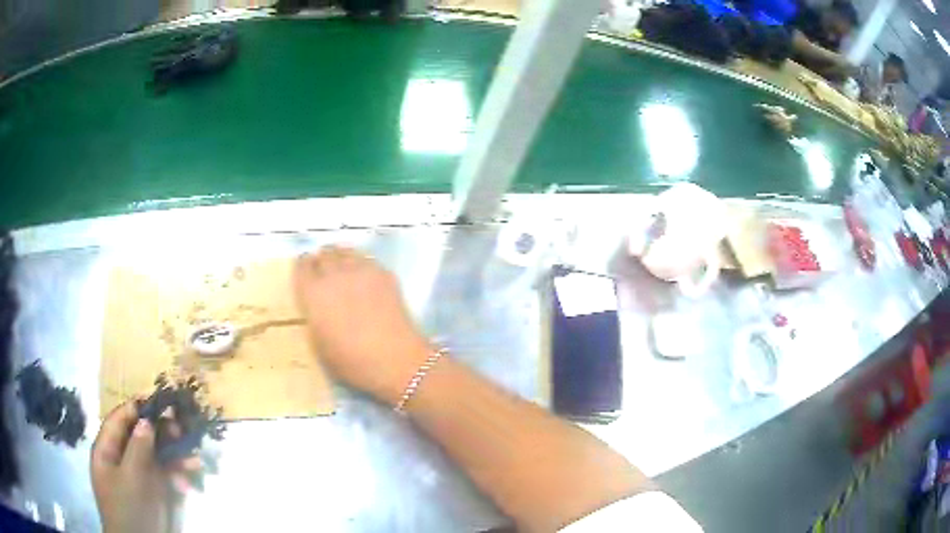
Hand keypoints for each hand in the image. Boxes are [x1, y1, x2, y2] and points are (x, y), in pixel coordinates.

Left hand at [91, 402, 197, 532]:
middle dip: (161, 433)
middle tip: (181, 428)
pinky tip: (189, 477)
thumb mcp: (131, 478)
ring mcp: (136, 476)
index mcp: (107, 450)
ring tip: (193, 457)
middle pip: (139, 437)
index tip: (158, 400)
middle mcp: (121, 458)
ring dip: (174, 456)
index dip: (137, 408)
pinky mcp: (151, 492)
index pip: (119, 420)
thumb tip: (146, 421)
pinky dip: (176, 475)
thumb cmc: (127, 508)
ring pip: (155, 457)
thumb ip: (137, 448)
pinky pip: (163, 476)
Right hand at [294, 246, 432, 405]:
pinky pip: (367, 260)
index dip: (304, 267)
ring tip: (344, 268)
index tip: (306, 271)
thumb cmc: (351, 361)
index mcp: (313, 293)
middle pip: (325, 255)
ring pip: (346, 252)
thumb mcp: (319, 345)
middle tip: (325, 269)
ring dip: (341, 257)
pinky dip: (362, 264)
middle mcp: (334, 275)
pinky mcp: (384, 274)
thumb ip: (314, 318)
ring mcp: (361, 271)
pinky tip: (365, 277)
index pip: (302, 267)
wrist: (394, 358)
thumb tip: (318, 308)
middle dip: (323, 260)